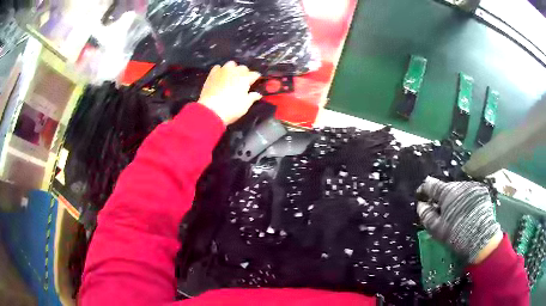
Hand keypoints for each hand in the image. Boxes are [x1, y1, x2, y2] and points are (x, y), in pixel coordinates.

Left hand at [198, 61, 261, 124]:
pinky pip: (218, 67)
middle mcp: (234, 71)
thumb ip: (252, 97)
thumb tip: (258, 94)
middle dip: (245, 73)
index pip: (255, 74)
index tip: (255, 83)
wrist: (210, 111)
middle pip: (243, 68)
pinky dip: (221, 70)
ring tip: (232, 77)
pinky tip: (220, 77)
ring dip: (233, 69)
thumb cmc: (231, 109)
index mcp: (245, 78)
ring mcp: (222, 71)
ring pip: (231, 64)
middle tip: (244, 82)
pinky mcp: (212, 74)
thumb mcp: (245, 105)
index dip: (256, 79)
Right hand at [416, 176, 502, 262]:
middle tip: (440, 210)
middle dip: (442, 197)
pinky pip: (469, 193)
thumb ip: (426, 215)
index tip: (421, 195)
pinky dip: (465, 200)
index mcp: (447, 192)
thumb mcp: (437, 229)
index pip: (431, 185)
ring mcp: (472, 186)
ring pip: (459, 190)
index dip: (424, 189)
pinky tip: (466, 211)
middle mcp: (460, 184)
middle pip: (447, 188)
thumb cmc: (456, 234)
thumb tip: (420, 205)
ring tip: (455, 212)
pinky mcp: (482, 191)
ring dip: (455, 198)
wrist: (481, 238)